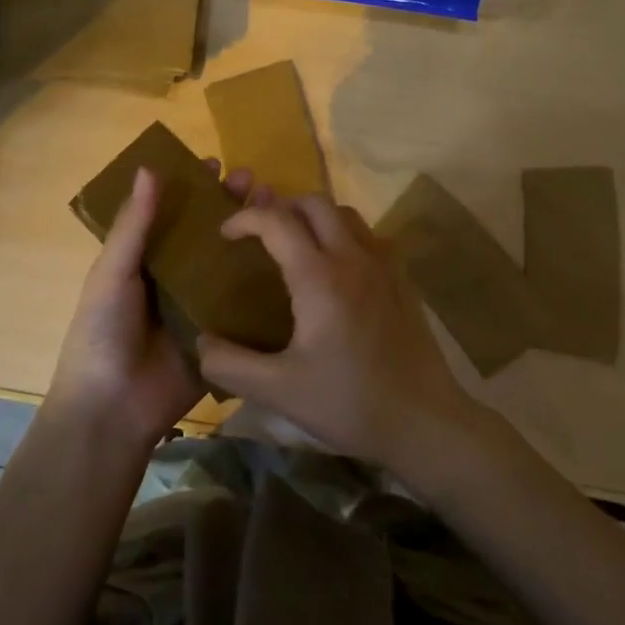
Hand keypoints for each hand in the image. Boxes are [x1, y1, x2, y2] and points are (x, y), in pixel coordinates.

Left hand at [47, 162, 267, 454]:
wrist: (113, 409)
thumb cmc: (103, 333)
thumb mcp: (112, 273)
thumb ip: (134, 225)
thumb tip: (149, 168)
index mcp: (147, 261)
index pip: (174, 214)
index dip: (193, 188)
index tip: (216, 163)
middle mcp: (179, 278)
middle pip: (210, 234)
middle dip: (231, 206)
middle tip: (256, 184)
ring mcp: (204, 307)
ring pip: (233, 263)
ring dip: (254, 236)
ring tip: (278, 209)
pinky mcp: (225, 335)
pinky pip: (248, 304)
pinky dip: (267, 281)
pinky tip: (292, 258)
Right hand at [195, 194, 487, 473]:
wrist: (424, 420)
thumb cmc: (349, 403)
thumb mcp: (279, 391)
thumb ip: (230, 364)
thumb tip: (200, 341)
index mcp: (320, 278)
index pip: (277, 222)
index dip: (245, 218)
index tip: (225, 234)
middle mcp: (354, 257)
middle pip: (315, 204)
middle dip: (281, 208)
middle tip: (260, 235)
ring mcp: (384, 265)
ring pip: (346, 214)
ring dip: (315, 218)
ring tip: (295, 246)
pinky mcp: (402, 279)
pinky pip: (368, 236)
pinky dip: (343, 235)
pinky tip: (336, 270)